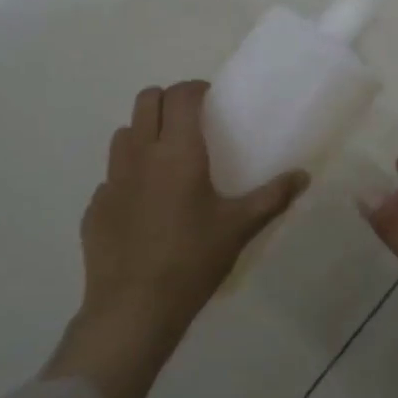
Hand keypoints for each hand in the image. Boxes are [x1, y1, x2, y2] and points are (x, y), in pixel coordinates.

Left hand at [45, 81, 307, 397]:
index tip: (211, 100)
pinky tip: (144, 205)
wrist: (134, 309)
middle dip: (167, 101)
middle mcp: (140, 154)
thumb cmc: (193, 260)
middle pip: (146, 100)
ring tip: (165, 158)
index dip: (196, 88)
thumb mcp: (239, 227)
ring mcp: (112, 180)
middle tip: (189, 122)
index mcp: (178, 151)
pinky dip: (128, 175)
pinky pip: (112, 176)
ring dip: (143, 132)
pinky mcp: (95, 207)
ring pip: (124, 134)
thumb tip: (303, 176)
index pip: (181, 95)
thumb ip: (272, 197)